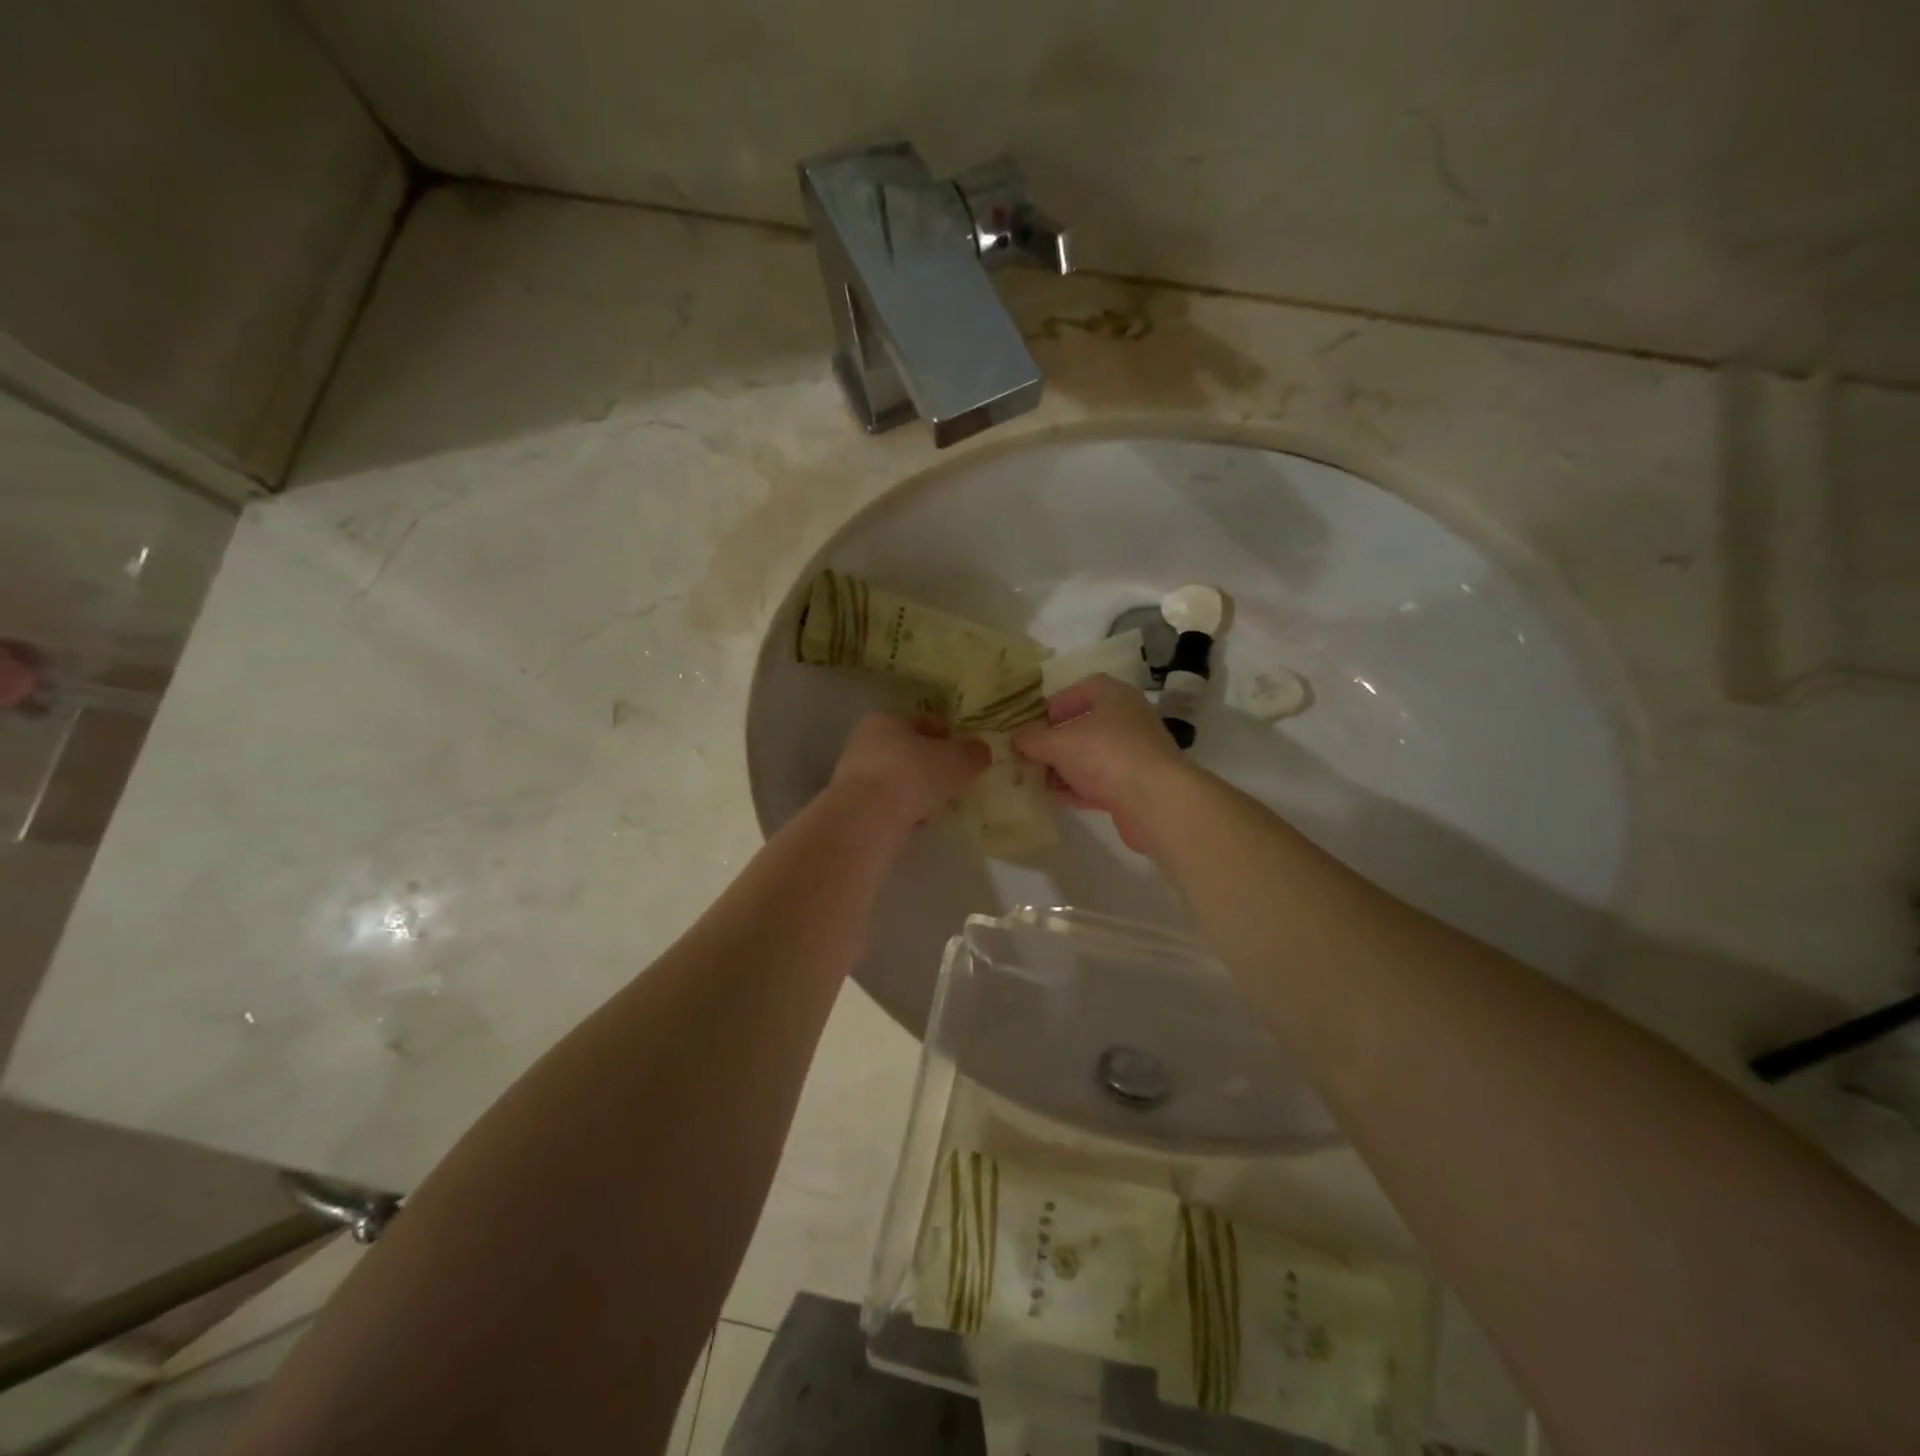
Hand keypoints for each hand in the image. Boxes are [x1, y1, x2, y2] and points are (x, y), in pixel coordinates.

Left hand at [830, 713, 989, 834]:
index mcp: (887, 720)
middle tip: (956, 780)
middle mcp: (865, 742)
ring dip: (917, 790)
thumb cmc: (913, 776)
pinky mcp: (852, 806)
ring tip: (941, 805)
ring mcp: (853, 776)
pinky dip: (903, 810)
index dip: (948, 735)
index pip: (923, 721)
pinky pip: (887, 804)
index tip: (966, 752)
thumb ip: (973, 753)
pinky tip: (919, 822)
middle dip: (932, 765)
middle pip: (908, 750)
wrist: (866, 819)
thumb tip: (981, 751)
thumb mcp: (957, 761)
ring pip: (897, 779)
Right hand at [1010, 675, 1190, 853]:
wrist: (1155, 802)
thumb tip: (1015, 737)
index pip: (1086, 688)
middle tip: (1029, 753)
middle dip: (1056, 740)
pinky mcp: (1135, 787)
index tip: (1034, 721)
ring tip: (1034, 778)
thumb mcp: (1059, 743)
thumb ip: (1033, 739)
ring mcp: (1135, 755)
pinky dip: (1078, 789)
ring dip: (1064, 767)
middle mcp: (1129, 721)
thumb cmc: (1106, 755)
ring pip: (1092, 757)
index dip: (1059, 702)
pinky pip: (1100, 783)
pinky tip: (1054, 799)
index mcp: (1115, 697)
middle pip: (1087, 725)